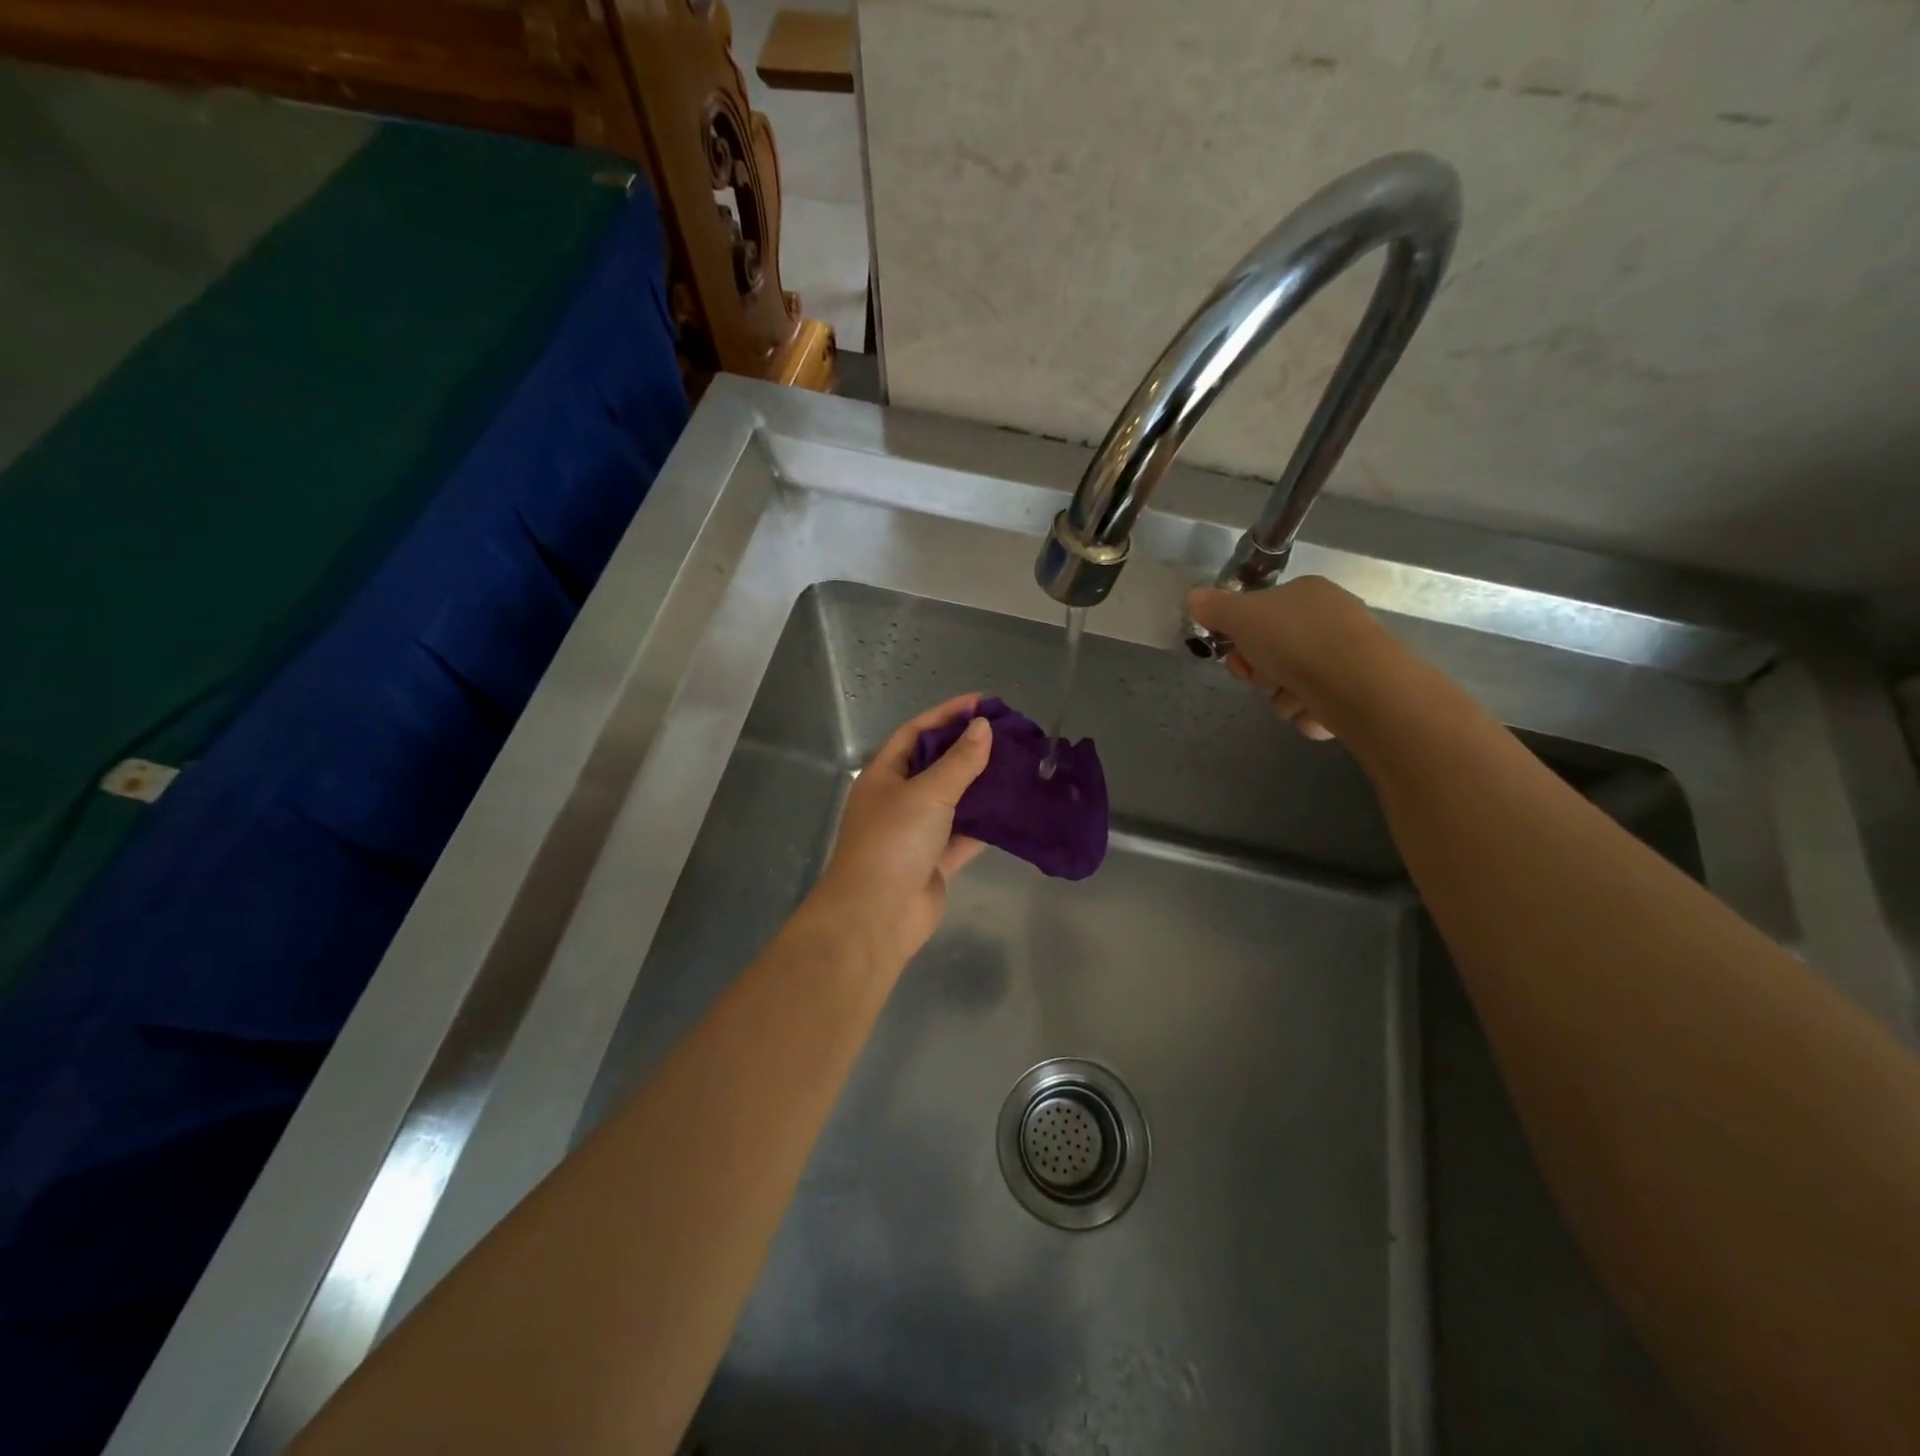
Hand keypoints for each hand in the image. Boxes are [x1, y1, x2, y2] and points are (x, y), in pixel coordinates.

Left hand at [806, 694, 993, 974]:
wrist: (876, 915)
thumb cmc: (893, 841)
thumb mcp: (927, 793)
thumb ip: (959, 761)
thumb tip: (983, 727)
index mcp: (884, 774)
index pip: (916, 732)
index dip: (947, 714)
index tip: (983, 703)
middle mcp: (898, 799)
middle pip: (936, 765)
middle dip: (968, 749)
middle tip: (1009, 735)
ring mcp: (916, 832)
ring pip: (953, 801)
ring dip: (980, 786)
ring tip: (1018, 767)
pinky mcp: (934, 861)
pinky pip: (964, 836)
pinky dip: (985, 824)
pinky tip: (1014, 810)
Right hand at [1186, 576, 1399, 740]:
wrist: (1356, 684)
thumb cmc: (1295, 640)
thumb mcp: (1241, 616)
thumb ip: (1214, 608)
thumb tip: (1193, 598)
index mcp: (1304, 593)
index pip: (1259, 615)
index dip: (1239, 637)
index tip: (1234, 653)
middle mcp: (1327, 620)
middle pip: (1270, 653)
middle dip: (1260, 673)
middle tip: (1263, 677)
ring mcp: (1344, 657)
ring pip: (1288, 684)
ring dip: (1282, 697)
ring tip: (1294, 696)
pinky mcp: (1355, 692)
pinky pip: (1313, 706)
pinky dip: (1308, 712)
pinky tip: (1315, 711)